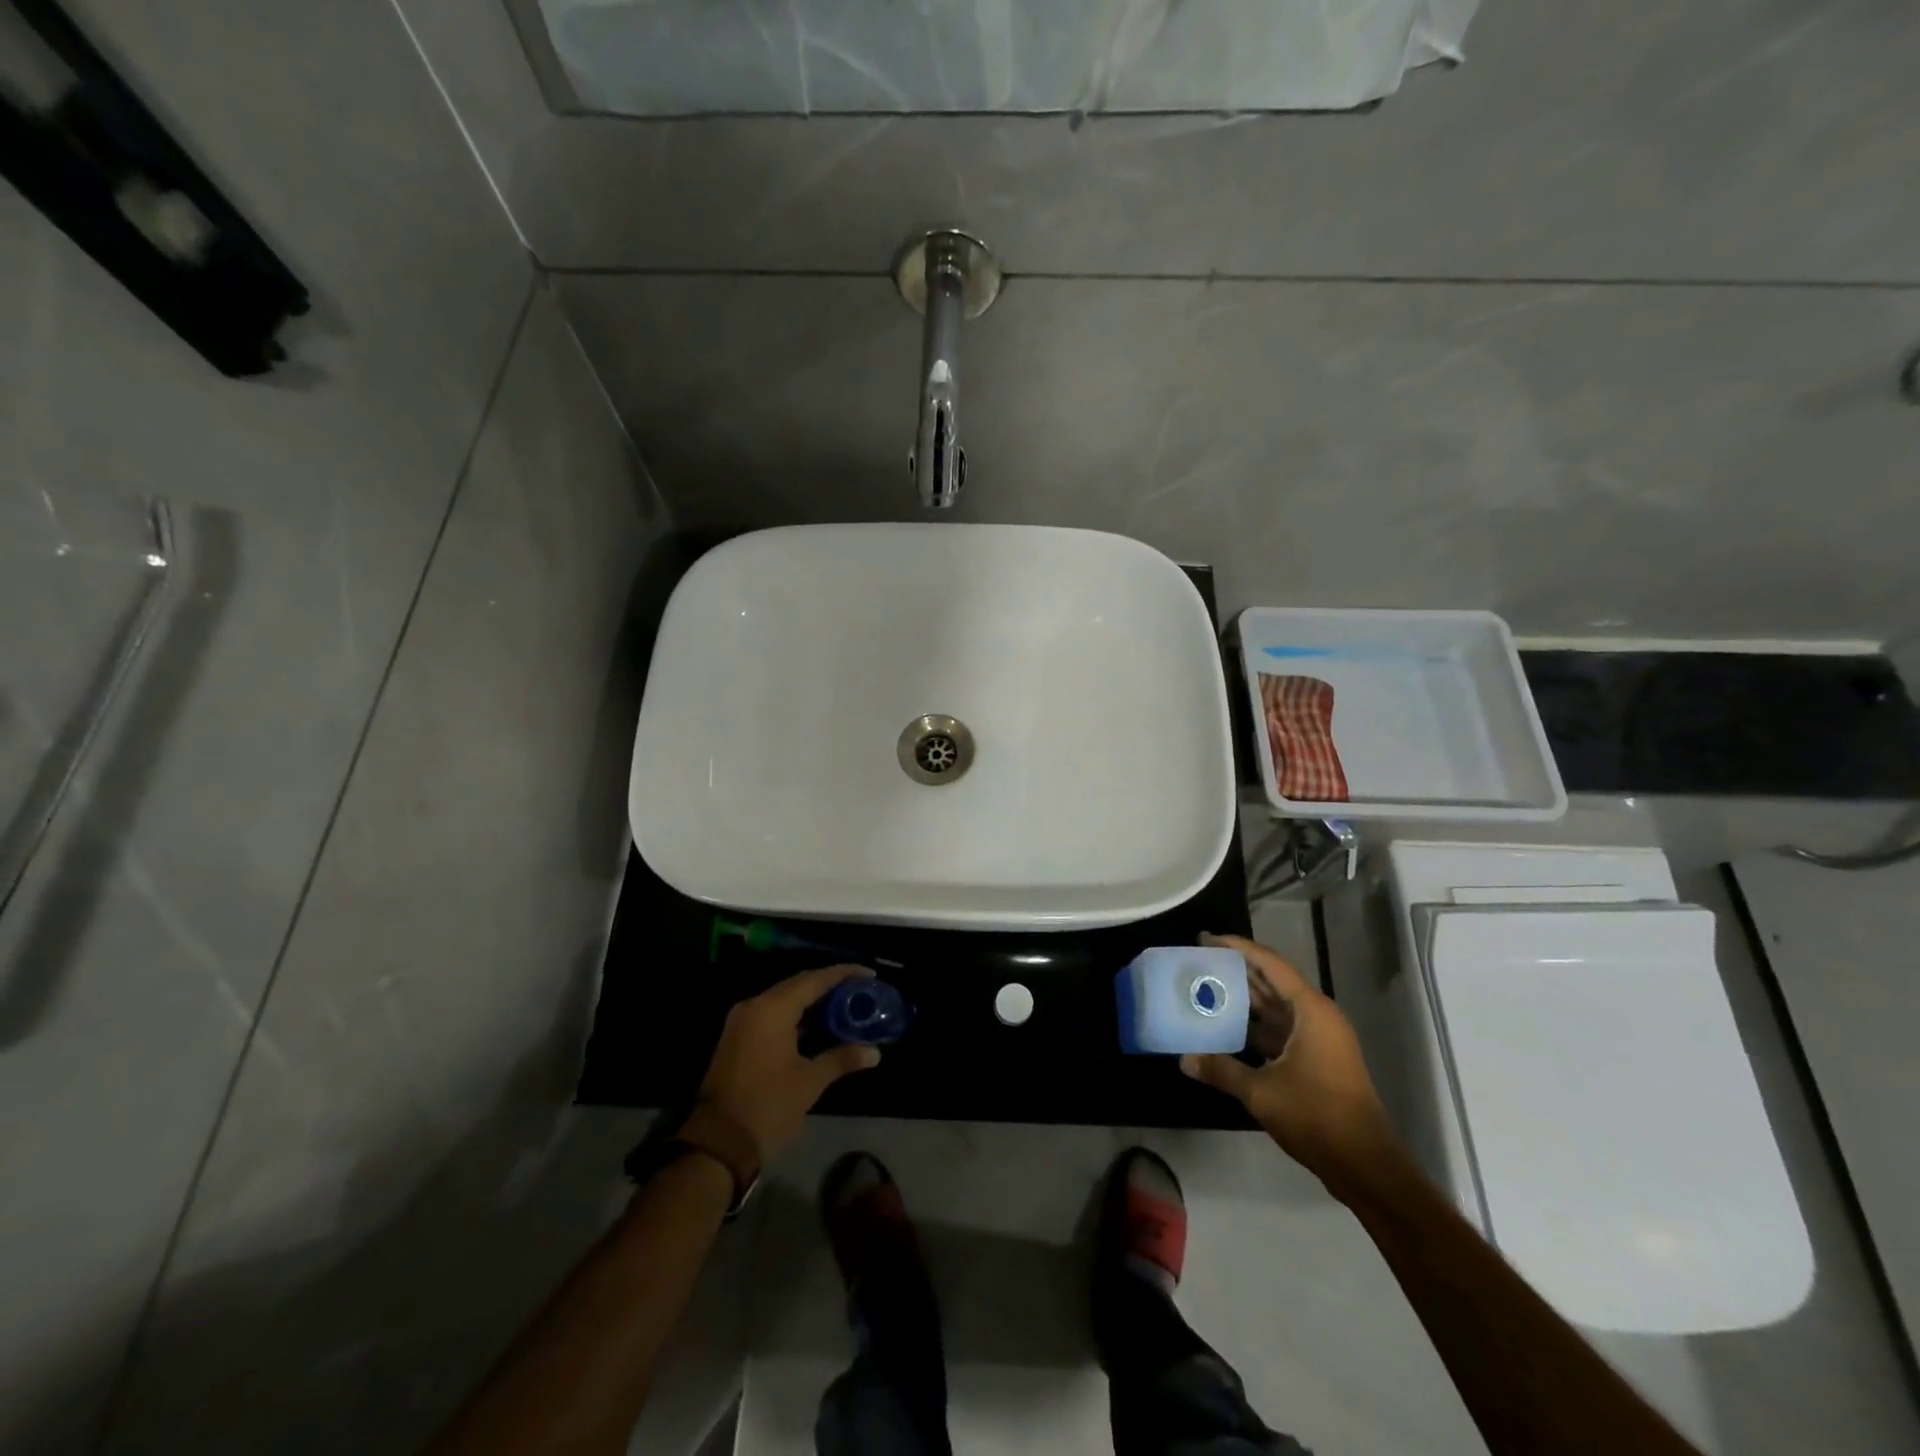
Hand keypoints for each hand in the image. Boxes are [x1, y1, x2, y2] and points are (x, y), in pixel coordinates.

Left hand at [699, 966, 881, 1159]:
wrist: (718, 1144)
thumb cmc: (768, 1107)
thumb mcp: (810, 1082)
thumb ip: (842, 1059)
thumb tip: (874, 1053)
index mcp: (772, 1009)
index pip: (815, 980)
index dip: (844, 974)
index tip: (869, 974)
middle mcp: (754, 1006)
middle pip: (799, 984)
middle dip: (830, 985)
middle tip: (860, 990)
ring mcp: (742, 1021)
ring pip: (784, 999)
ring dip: (812, 1001)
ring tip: (844, 1006)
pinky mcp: (737, 1037)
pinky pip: (772, 1013)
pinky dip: (796, 1015)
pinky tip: (818, 1026)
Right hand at [1181, 933, 1397, 1195]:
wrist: (1364, 1165)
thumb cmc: (1316, 1116)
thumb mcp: (1262, 1092)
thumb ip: (1222, 1070)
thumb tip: (1184, 1059)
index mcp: (1311, 1011)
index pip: (1271, 964)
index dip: (1239, 948)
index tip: (1207, 939)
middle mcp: (1318, 1017)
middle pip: (1273, 981)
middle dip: (1238, 970)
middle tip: (1200, 960)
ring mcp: (1320, 1038)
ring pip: (1277, 1006)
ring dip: (1245, 998)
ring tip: (1207, 988)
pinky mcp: (1317, 1058)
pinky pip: (1281, 1028)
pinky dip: (1255, 1024)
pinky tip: (1227, 1027)